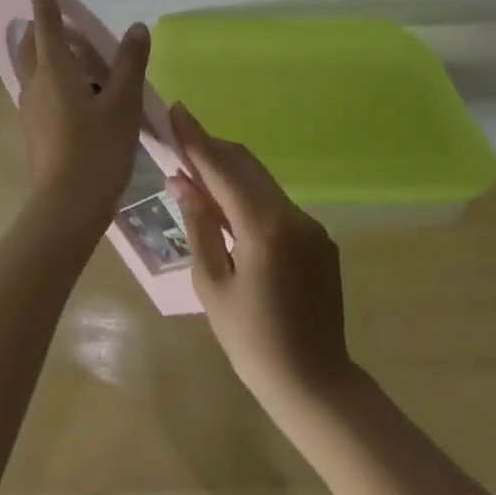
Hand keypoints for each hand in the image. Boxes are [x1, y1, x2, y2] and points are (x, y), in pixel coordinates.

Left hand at [15, 0, 150, 237]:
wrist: (67, 207)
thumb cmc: (97, 150)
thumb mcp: (123, 104)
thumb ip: (129, 63)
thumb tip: (136, 28)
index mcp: (54, 70)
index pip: (46, 22)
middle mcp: (35, 83)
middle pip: (33, 43)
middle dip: (45, 25)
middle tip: (72, 24)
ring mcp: (31, 108)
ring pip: (35, 68)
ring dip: (51, 53)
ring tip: (84, 59)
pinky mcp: (34, 129)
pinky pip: (41, 89)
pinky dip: (56, 77)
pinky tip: (81, 94)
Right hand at [169, 104, 354, 414]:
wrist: (315, 384)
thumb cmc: (252, 341)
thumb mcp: (212, 284)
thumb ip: (199, 225)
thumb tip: (183, 181)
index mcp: (264, 226)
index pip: (222, 168)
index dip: (196, 139)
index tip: (176, 110)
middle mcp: (293, 215)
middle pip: (246, 165)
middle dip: (212, 150)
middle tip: (179, 144)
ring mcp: (311, 226)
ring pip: (262, 183)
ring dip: (230, 174)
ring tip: (197, 180)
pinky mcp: (319, 240)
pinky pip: (277, 205)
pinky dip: (249, 198)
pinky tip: (229, 215)